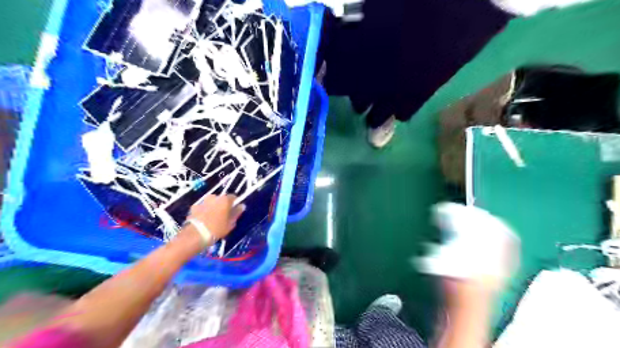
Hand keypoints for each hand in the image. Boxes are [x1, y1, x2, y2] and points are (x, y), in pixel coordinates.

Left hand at [187, 195, 246, 239]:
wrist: (196, 235)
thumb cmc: (217, 229)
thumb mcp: (231, 223)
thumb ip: (237, 213)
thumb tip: (241, 206)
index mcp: (225, 200)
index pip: (233, 197)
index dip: (234, 203)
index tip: (234, 211)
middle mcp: (214, 197)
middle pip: (221, 199)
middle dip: (222, 205)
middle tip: (223, 215)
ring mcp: (203, 202)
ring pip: (211, 203)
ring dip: (212, 207)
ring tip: (212, 218)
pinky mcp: (194, 207)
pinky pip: (202, 207)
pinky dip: (203, 211)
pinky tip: (203, 220)